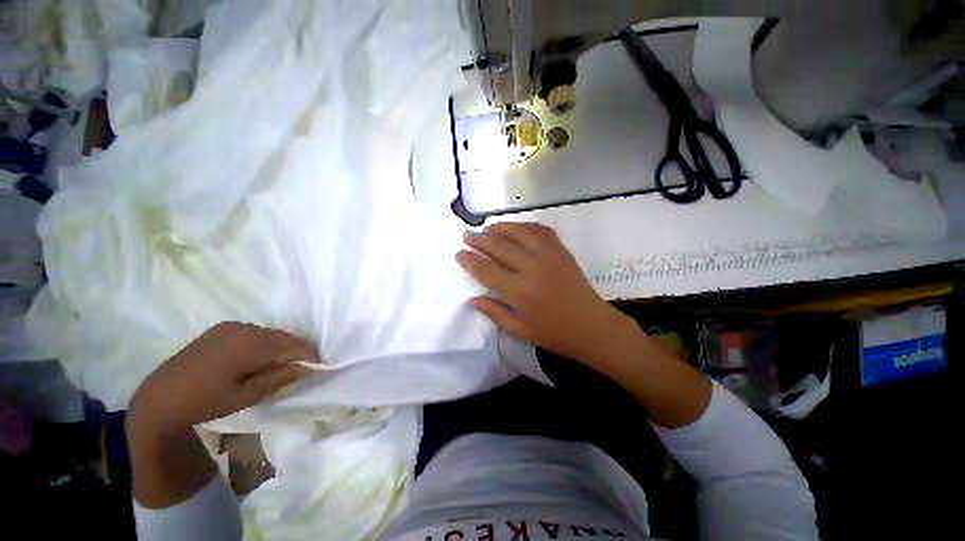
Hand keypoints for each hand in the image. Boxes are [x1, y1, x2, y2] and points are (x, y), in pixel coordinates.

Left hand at [129, 322, 317, 430]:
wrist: (159, 399)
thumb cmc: (204, 402)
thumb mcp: (246, 396)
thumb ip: (280, 378)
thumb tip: (309, 367)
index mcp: (248, 343)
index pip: (293, 344)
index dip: (309, 356)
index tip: (318, 368)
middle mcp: (242, 328)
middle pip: (283, 337)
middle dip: (296, 352)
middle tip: (300, 370)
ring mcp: (230, 326)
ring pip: (270, 334)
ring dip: (280, 348)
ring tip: (280, 367)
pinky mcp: (221, 329)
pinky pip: (255, 333)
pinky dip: (265, 345)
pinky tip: (259, 361)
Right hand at [457, 222, 636, 365]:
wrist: (592, 326)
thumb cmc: (554, 333)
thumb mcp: (519, 330)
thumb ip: (494, 312)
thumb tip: (472, 298)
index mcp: (520, 291)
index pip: (488, 270)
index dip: (471, 261)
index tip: (459, 253)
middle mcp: (532, 268)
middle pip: (501, 247)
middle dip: (480, 240)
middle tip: (467, 235)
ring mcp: (549, 256)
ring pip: (520, 233)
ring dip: (501, 228)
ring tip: (488, 228)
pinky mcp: (561, 251)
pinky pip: (541, 231)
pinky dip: (525, 226)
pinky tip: (517, 228)